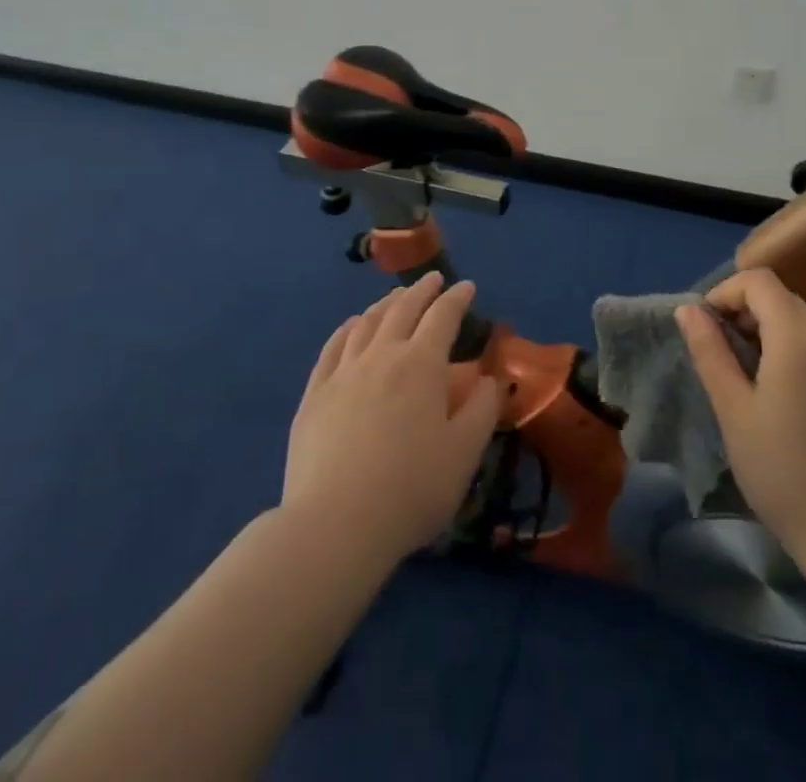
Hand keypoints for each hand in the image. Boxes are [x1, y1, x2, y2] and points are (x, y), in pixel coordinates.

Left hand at [284, 273, 504, 566]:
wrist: (335, 525)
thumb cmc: (411, 489)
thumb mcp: (464, 453)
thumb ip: (483, 409)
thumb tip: (490, 379)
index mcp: (421, 364)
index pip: (443, 316)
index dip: (457, 298)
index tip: (467, 286)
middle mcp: (382, 355)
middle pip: (403, 309)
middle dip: (421, 290)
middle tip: (433, 280)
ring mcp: (343, 372)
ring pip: (367, 322)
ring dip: (386, 304)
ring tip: (396, 298)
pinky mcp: (315, 394)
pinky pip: (333, 347)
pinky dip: (348, 328)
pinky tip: (353, 326)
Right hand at [676, 268, 805, 554]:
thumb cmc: (781, 471)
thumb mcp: (733, 410)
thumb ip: (710, 351)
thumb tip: (689, 310)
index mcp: (798, 339)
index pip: (760, 281)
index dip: (727, 293)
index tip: (710, 328)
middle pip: (785, 300)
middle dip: (750, 314)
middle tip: (730, 358)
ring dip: (779, 337)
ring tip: (762, 383)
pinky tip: (801, 406)